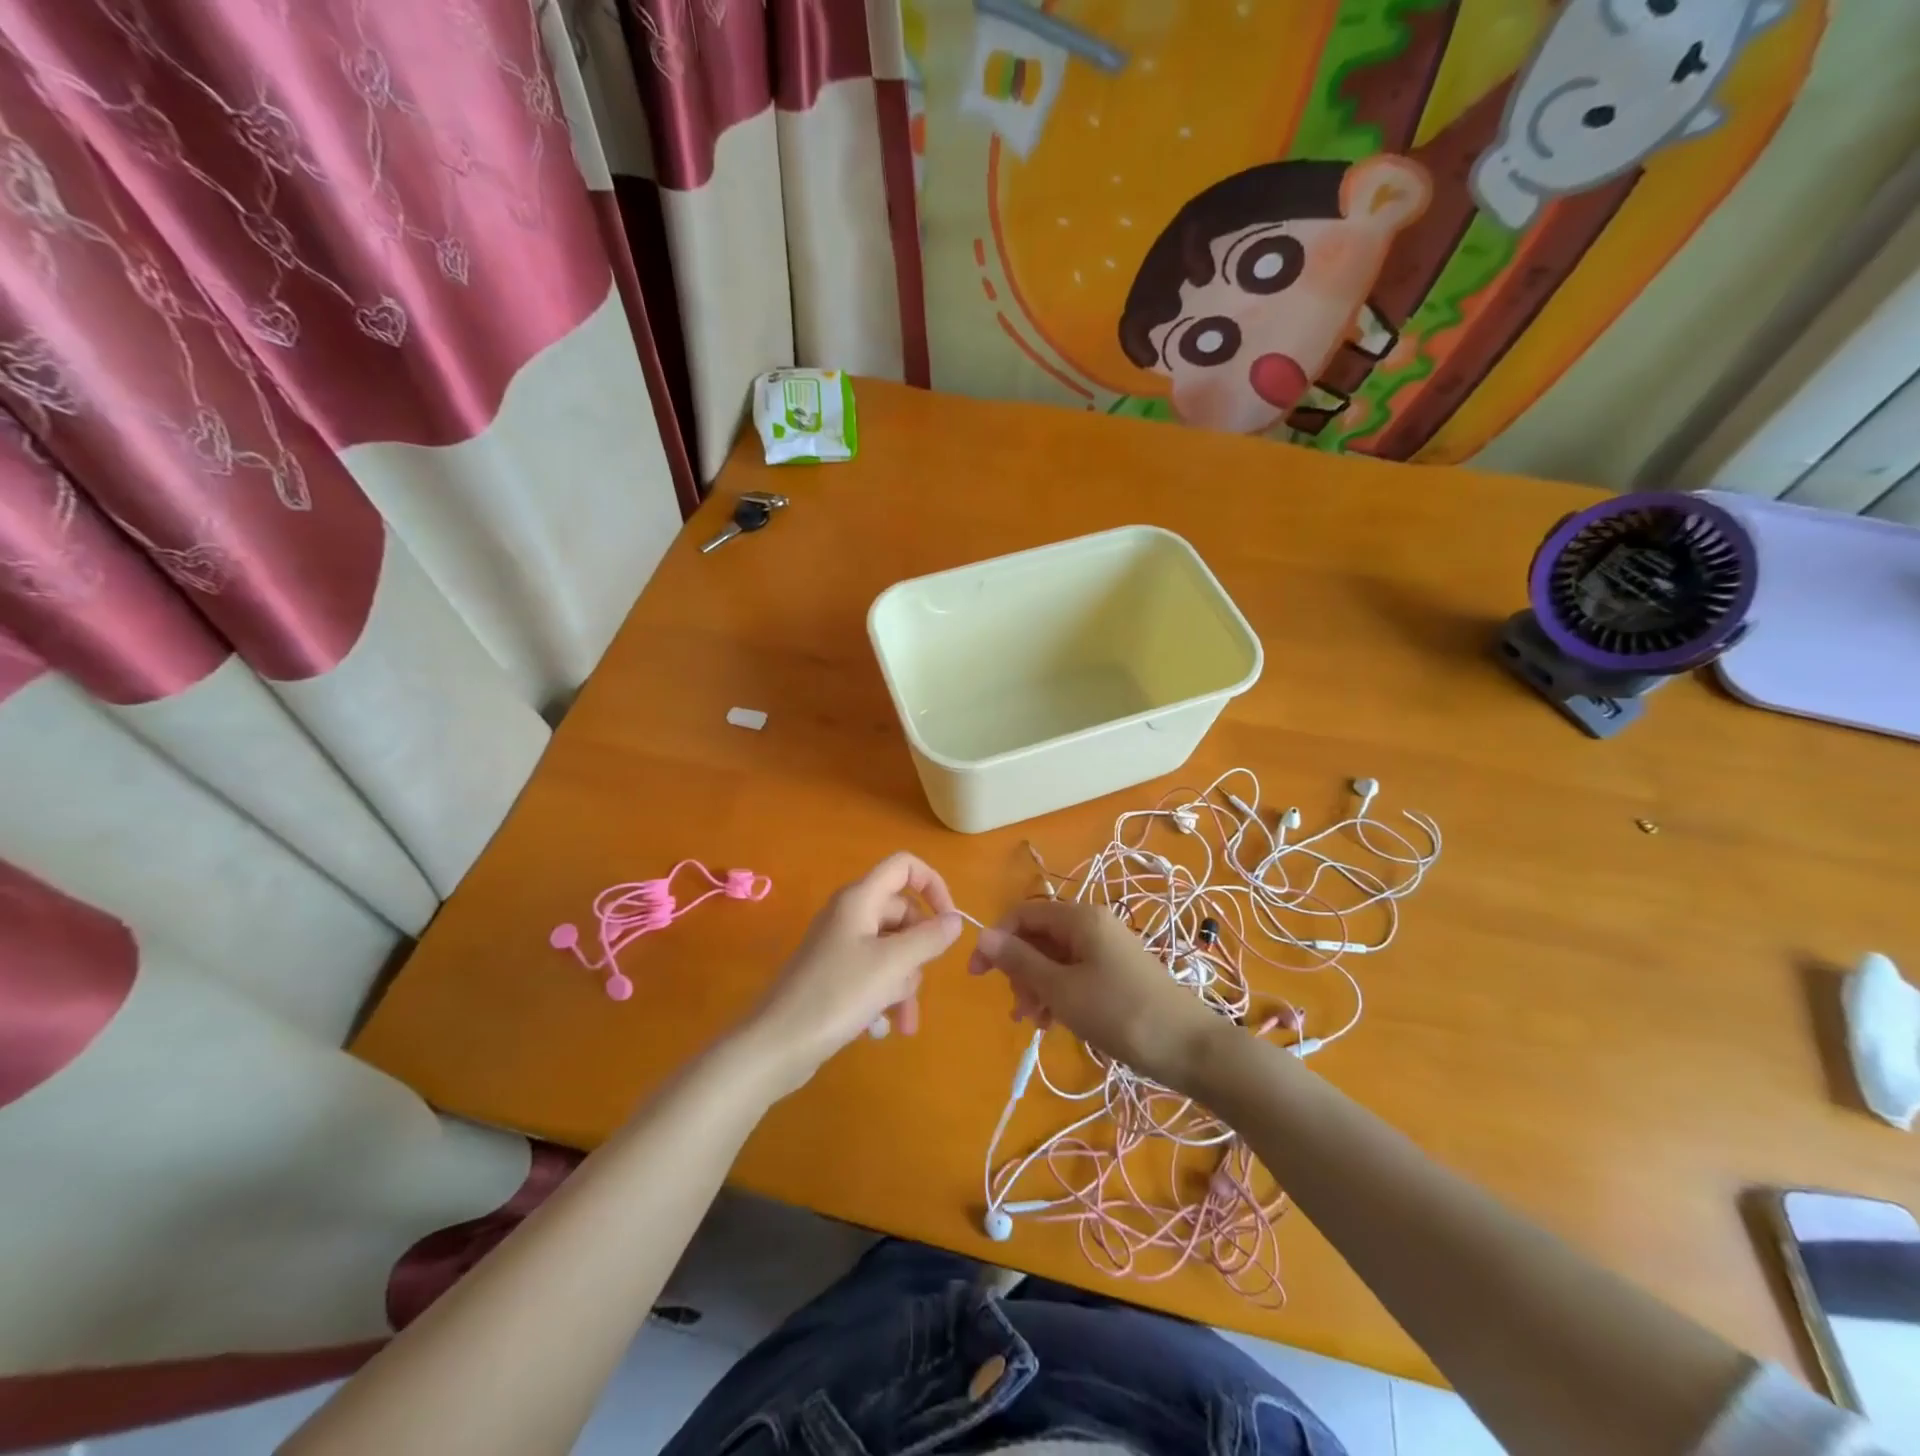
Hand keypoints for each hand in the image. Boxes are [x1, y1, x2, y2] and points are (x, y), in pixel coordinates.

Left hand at [742, 853, 963, 1094]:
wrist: (776, 1044)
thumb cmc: (837, 995)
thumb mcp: (892, 965)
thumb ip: (929, 938)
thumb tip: (956, 919)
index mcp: (860, 899)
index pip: (904, 866)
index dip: (933, 885)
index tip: (950, 921)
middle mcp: (850, 914)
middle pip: (903, 913)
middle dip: (920, 949)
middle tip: (920, 978)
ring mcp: (841, 945)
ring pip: (893, 949)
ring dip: (905, 981)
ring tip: (903, 1018)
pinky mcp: (836, 975)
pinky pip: (875, 973)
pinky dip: (887, 994)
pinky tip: (889, 1026)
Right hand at [967, 900, 1223, 1089]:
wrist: (1189, 1048)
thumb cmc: (1119, 1013)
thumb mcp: (1061, 989)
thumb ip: (1020, 961)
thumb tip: (984, 936)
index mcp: (1080, 917)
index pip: (1023, 913)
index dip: (996, 940)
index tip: (977, 975)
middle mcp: (1093, 923)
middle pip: (1039, 935)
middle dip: (1020, 969)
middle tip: (1017, 1007)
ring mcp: (1108, 947)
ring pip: (1055, 957)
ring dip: (1037, 985)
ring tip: (1034, 1022)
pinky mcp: (1117, 971)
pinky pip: (1075, 972)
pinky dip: (1059, 992)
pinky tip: (1054, 1022)